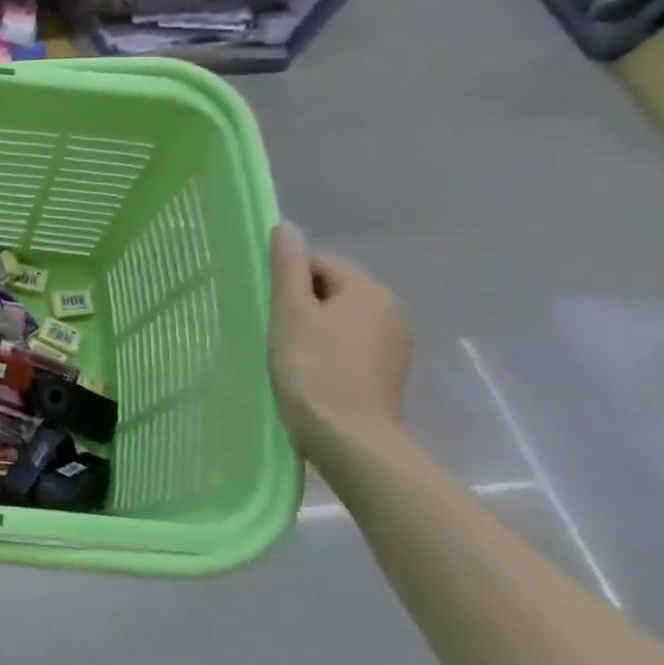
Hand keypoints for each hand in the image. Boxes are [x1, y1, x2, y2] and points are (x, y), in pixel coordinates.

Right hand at [268, 223, 413, 460]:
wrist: (349, 437)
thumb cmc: (313, 368)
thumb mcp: (290, 312)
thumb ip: (287, 267)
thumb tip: (286, 227)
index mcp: (369, 290)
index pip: (320, 264)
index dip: (288, 281)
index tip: (268, 308)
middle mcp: (392, 310)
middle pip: (333, 290)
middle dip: (302, 304)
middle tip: (274, 330)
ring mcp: (395, 344)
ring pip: (342, 318)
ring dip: (314, 328)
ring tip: (288, 352)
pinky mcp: (389, 371)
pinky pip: (352, 344)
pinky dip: (329, 350)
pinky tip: (311, 371)